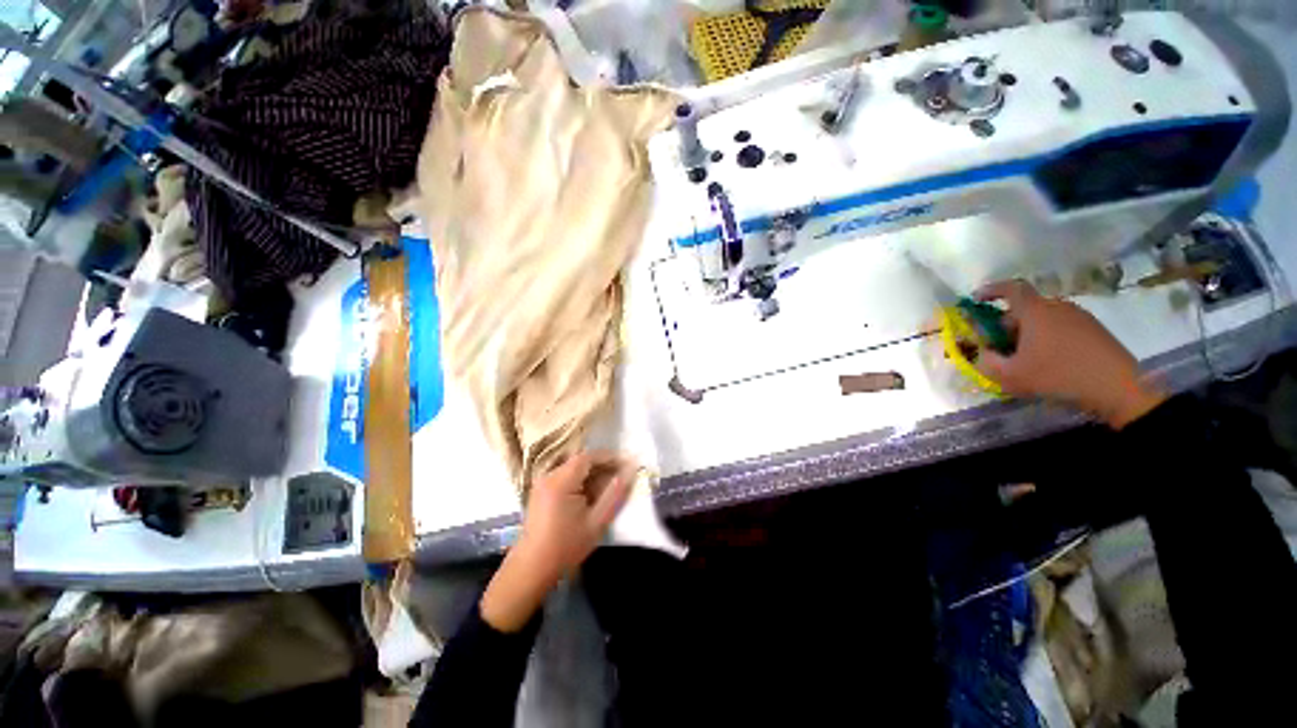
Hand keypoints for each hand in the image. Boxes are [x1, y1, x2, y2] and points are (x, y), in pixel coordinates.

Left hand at [480, 452, 635, 631]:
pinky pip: (566, 477)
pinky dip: (582, 480)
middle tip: (623, 476)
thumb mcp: (597, 522)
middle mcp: (549, 475)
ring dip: (593, 473)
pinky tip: (592, 494)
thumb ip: (615, 493)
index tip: (628, 463)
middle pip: (581, 460)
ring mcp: (543, 483)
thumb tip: (631, 470)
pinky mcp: (541, 491)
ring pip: (574, 468)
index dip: (610, 457)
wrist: (530, 570)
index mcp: (561, 480)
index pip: (589, 456)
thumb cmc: (565, 547)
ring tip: (611, 485)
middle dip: (603, 465)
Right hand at [974, 280, 1165, 429]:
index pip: (1010, 288)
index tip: (976, 300)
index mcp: (1035, 311)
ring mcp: (1080, 317)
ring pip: (1043, 319)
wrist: (1120, 389)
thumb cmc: (1059, 376)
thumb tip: (983, 351)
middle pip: (1024, 309)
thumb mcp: (1010, 375)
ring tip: (1025, 360)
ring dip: (1027, 334)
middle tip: (1000, 349)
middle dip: (1006, 326)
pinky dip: (1047, 339)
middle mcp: (1057, 307)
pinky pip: (1061, 328)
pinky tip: (1050, 363)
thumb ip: (986, 361)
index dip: (990, 290)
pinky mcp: (1095, 330)